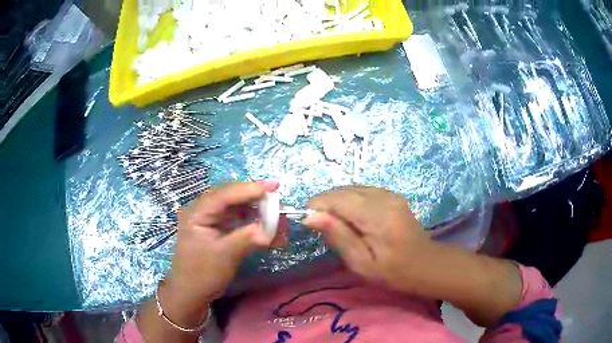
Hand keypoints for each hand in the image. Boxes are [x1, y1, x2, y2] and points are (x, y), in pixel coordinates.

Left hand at [162, 181, 278, 322]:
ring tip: (275, 213)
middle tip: (276, 195)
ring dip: (256, 210)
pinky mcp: (217, 230)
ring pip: (236, 207)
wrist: (191, 292)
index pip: (224, 195)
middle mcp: (203, 211)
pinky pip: (237, 220)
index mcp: (197, 213)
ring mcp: (210, 220)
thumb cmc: (202, 274)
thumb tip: (271, 229)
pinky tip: (267, 227)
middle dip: (254, 197)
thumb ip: (247, 238)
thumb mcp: (224, 256)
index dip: (249, 189)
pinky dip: (252, 222)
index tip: (273, 187)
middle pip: (231, 197)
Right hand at [303, 186, 430, 291]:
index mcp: (377, 216)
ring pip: (351, 188)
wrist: (425, 264)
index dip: (317, 206)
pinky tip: (351, 217)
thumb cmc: (392, 272)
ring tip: (335, 224)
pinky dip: (349, 201)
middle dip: (326, 204)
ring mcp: (389, 193)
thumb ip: (338, 236)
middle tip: (320, 227)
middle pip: (343, 190)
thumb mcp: (361, 263)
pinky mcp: (391, 195)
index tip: (307, 222)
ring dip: (337, 202)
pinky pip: (362, 191)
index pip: (337, 199)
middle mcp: (384, 197)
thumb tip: (310, 217)